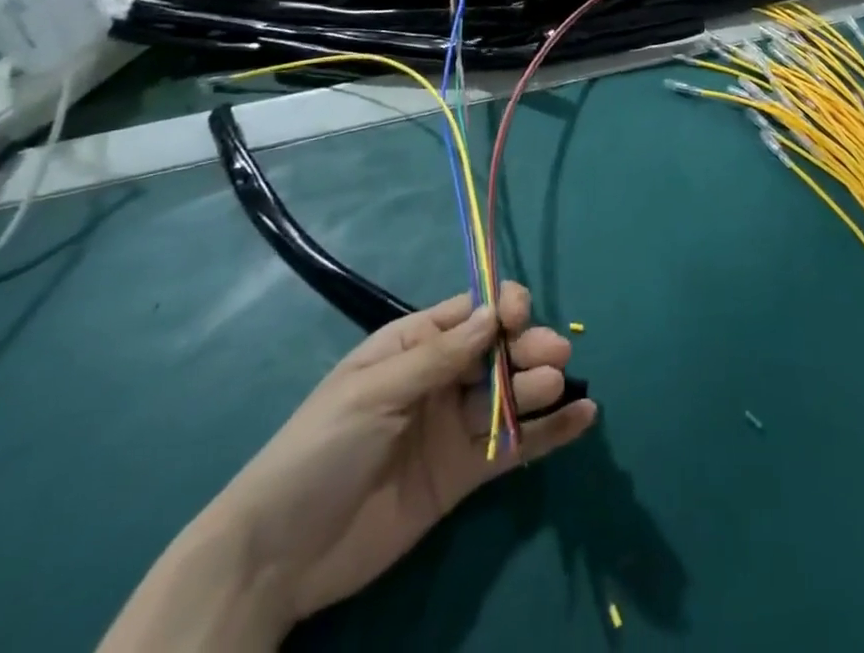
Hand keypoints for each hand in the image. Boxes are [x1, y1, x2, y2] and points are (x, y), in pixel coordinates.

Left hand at [205, 283, 594, 627]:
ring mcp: (455, 426)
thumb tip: (495, 314)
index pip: (471, 313)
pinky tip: (583, 418)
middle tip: (555, 358)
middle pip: (498, 352)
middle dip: (529, 347)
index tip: (520, 317)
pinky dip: (550, 432)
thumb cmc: (320, 448)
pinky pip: (514, 445)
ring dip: (540, 386)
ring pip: (510, 395)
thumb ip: (440, 356)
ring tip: (560, 387)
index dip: (501, 308)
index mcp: (415, 345)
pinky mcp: (465, 473)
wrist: (280, 555)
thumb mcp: (375, 391)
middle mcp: (441, 379)